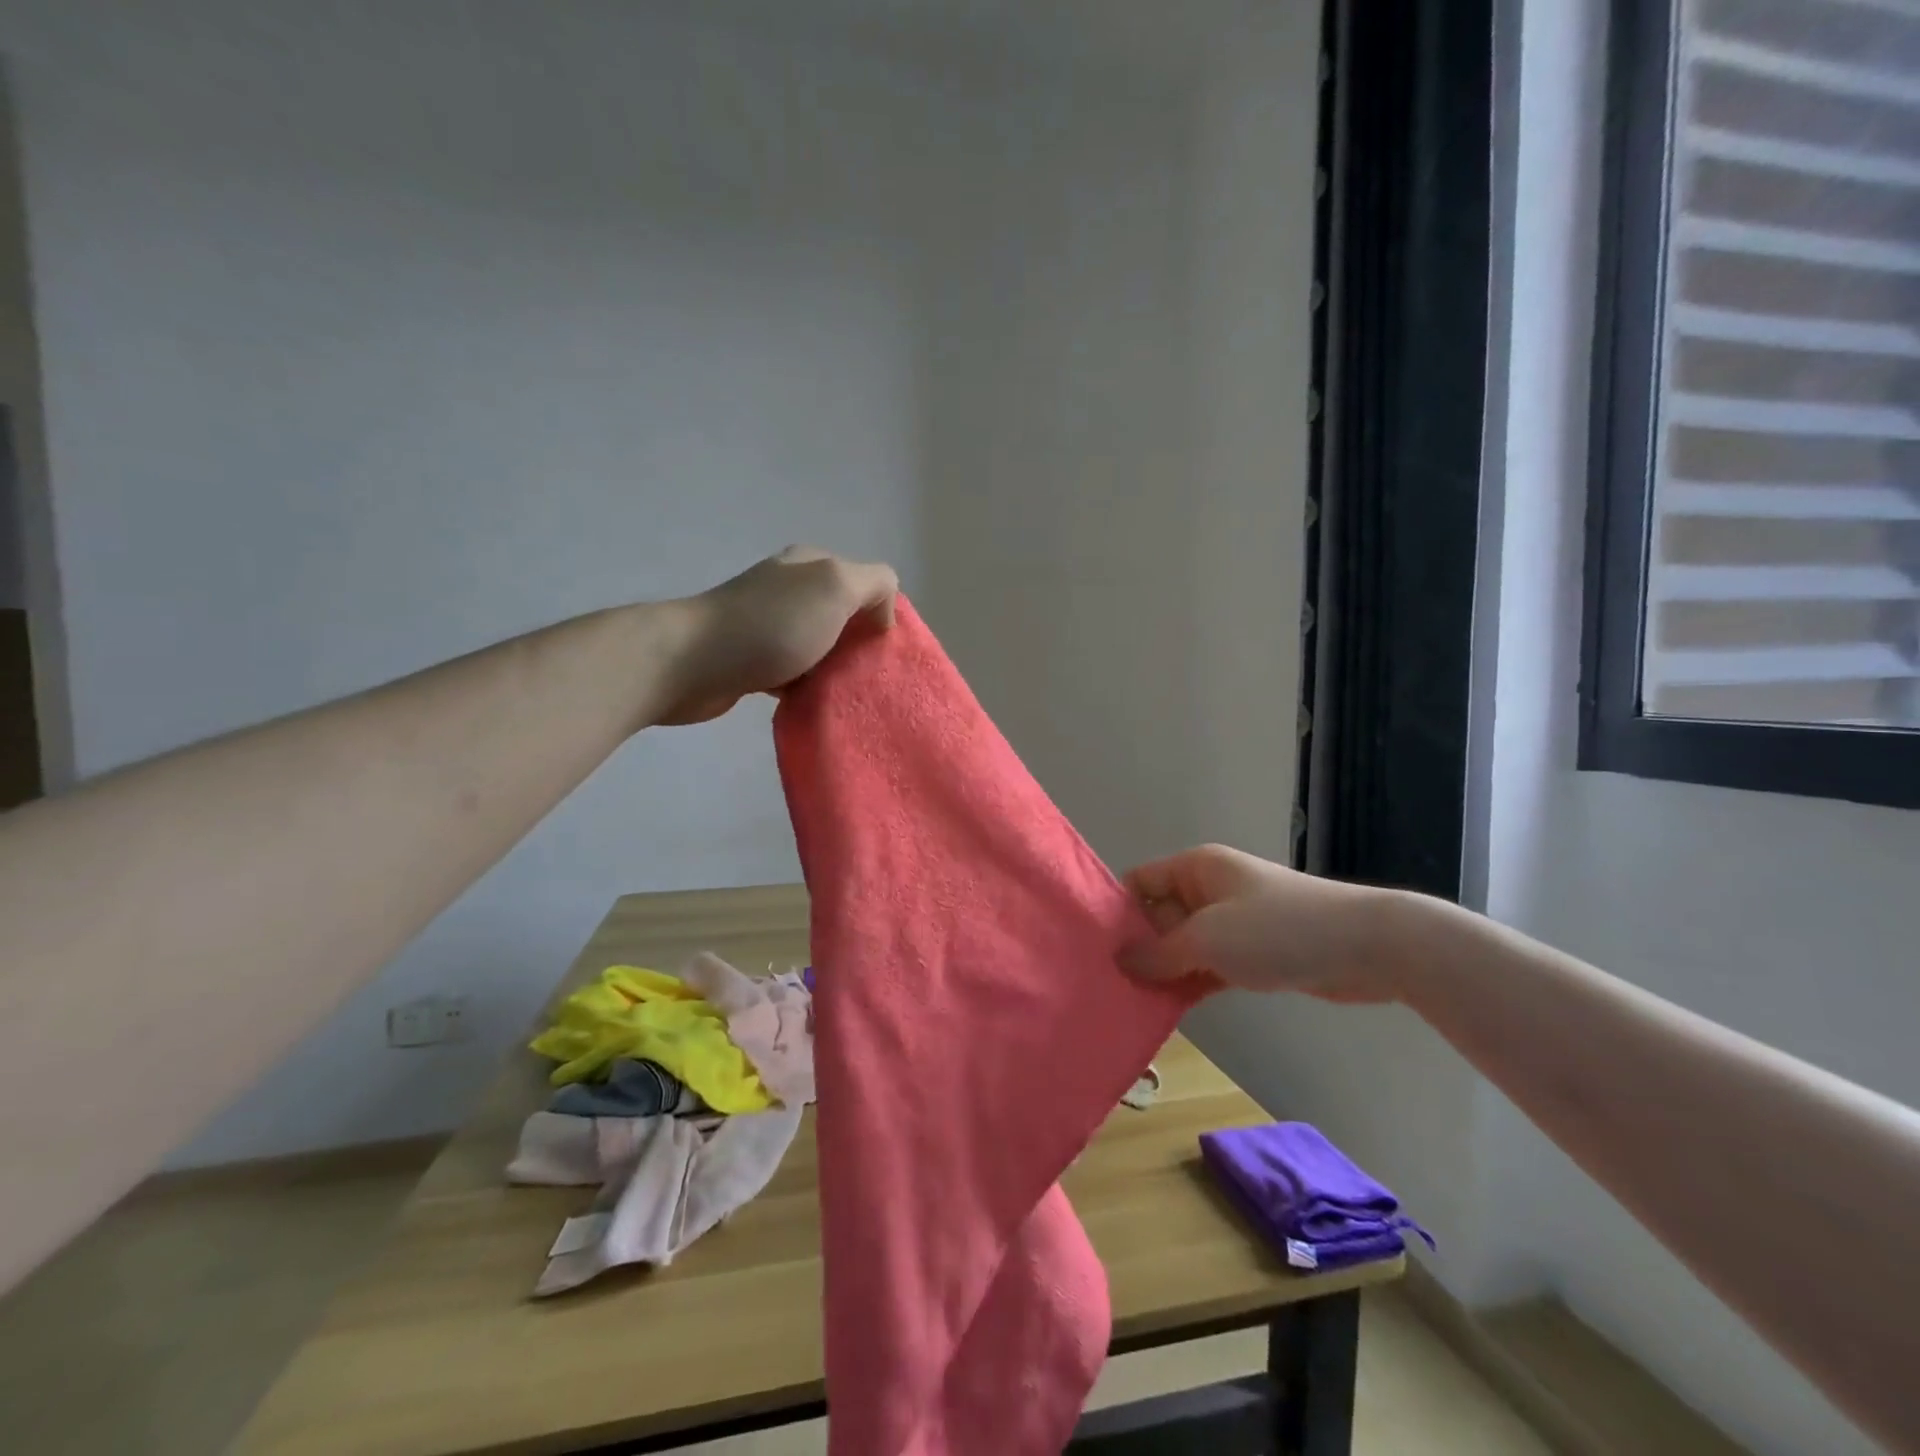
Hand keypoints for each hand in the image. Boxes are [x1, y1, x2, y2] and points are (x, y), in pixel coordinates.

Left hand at [658, 546, 899, 725]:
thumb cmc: (771, 624)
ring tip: (847, 695)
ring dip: (834, 670)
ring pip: (819, 647)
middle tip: (870, 678)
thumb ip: (874, 584)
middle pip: (842, 616)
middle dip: (859, 645)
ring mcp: (767, 624)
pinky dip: (807, 687)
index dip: (881, 613)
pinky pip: (794, 673)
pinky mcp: (751, 659)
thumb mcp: (835, 587)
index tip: (884, 650)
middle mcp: (789, 588)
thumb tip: (882, 614)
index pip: (864, 583)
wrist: (691, 663)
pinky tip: (814, 703)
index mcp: (811, 565)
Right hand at [1118, 844, 1403, 1003]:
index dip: (1118, 912)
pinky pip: (1209, 964)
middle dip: (1140, 948)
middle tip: (1114, 986)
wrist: (1366, 946)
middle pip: (1158, 915)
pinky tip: (1173, 1009)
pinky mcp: (1253, 951)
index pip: (1140, 882)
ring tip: (1133, 1003)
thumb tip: (1118, 960)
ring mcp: (1233, 921)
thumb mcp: (1208, 938)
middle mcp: (1209, 889)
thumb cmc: (1277, 929)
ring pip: (1184, 944)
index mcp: (1195, 869)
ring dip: (1166, 971)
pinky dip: (1193, 982)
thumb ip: (1159, 952)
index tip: (1099, 951)